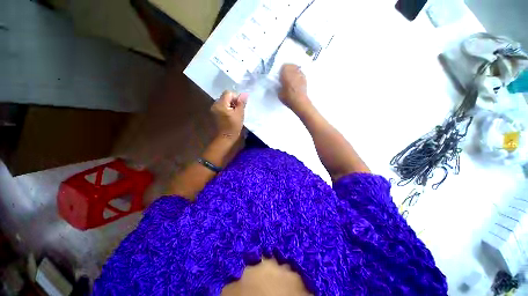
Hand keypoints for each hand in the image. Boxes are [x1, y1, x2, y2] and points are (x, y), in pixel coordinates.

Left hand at [211, 91, 247, 140]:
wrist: (225, 137)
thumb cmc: (234, 127)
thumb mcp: (239, 114)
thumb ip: (241, 103)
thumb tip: (245, 93)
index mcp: (221, 104)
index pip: (229, 93)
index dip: (236, 97)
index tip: (240, 106)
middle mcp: (215, 104)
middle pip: (225, 96)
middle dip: (233, 101)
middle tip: (238, 110)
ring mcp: (214, 109)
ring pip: (224, 101)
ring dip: (230, 105)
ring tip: (235, 113)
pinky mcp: (214, 112)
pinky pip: (222, 106)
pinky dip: (227, 108)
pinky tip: (230, 115)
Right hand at [279, 64, 310, 112]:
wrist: (299, 102)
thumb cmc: (288, 97)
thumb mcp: (279, 92)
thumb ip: (279, 86)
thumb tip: (280, 84)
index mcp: (286, 73)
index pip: (283, 66)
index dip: (282, 70)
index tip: (280, 75)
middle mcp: (294, 71)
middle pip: (291, 65)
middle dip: (288, 69)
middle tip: (286, 76)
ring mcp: (301, 74)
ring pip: (297, 69)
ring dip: (294, 72)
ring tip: (292, 78)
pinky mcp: (305, 79)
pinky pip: (301, 74)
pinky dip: (298, 76)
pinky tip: (297, 82)